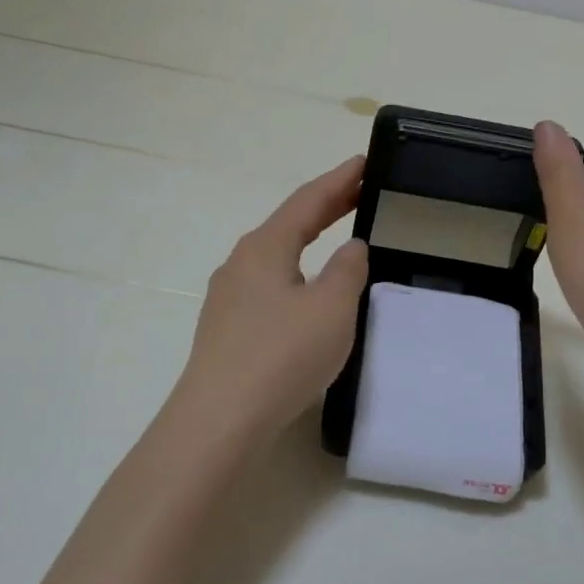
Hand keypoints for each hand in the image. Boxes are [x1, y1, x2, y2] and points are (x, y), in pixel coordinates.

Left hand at [171, 156, 370, 442]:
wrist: (218, 420)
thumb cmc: (281, 356)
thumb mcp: (331, 309)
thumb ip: (348, 271)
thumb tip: (351, 248)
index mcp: (265, 247)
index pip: (308, 201)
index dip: (339, 180)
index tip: (364, 162)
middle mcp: (241, 262)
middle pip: (289, 223)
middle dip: (326, 205)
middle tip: (360, 191)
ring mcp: (229, 295)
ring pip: (277, 253)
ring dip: (309, 238)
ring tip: (337, 233)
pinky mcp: (227, 327)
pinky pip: (269, 282)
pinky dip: (296, 269)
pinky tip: (306, 287)